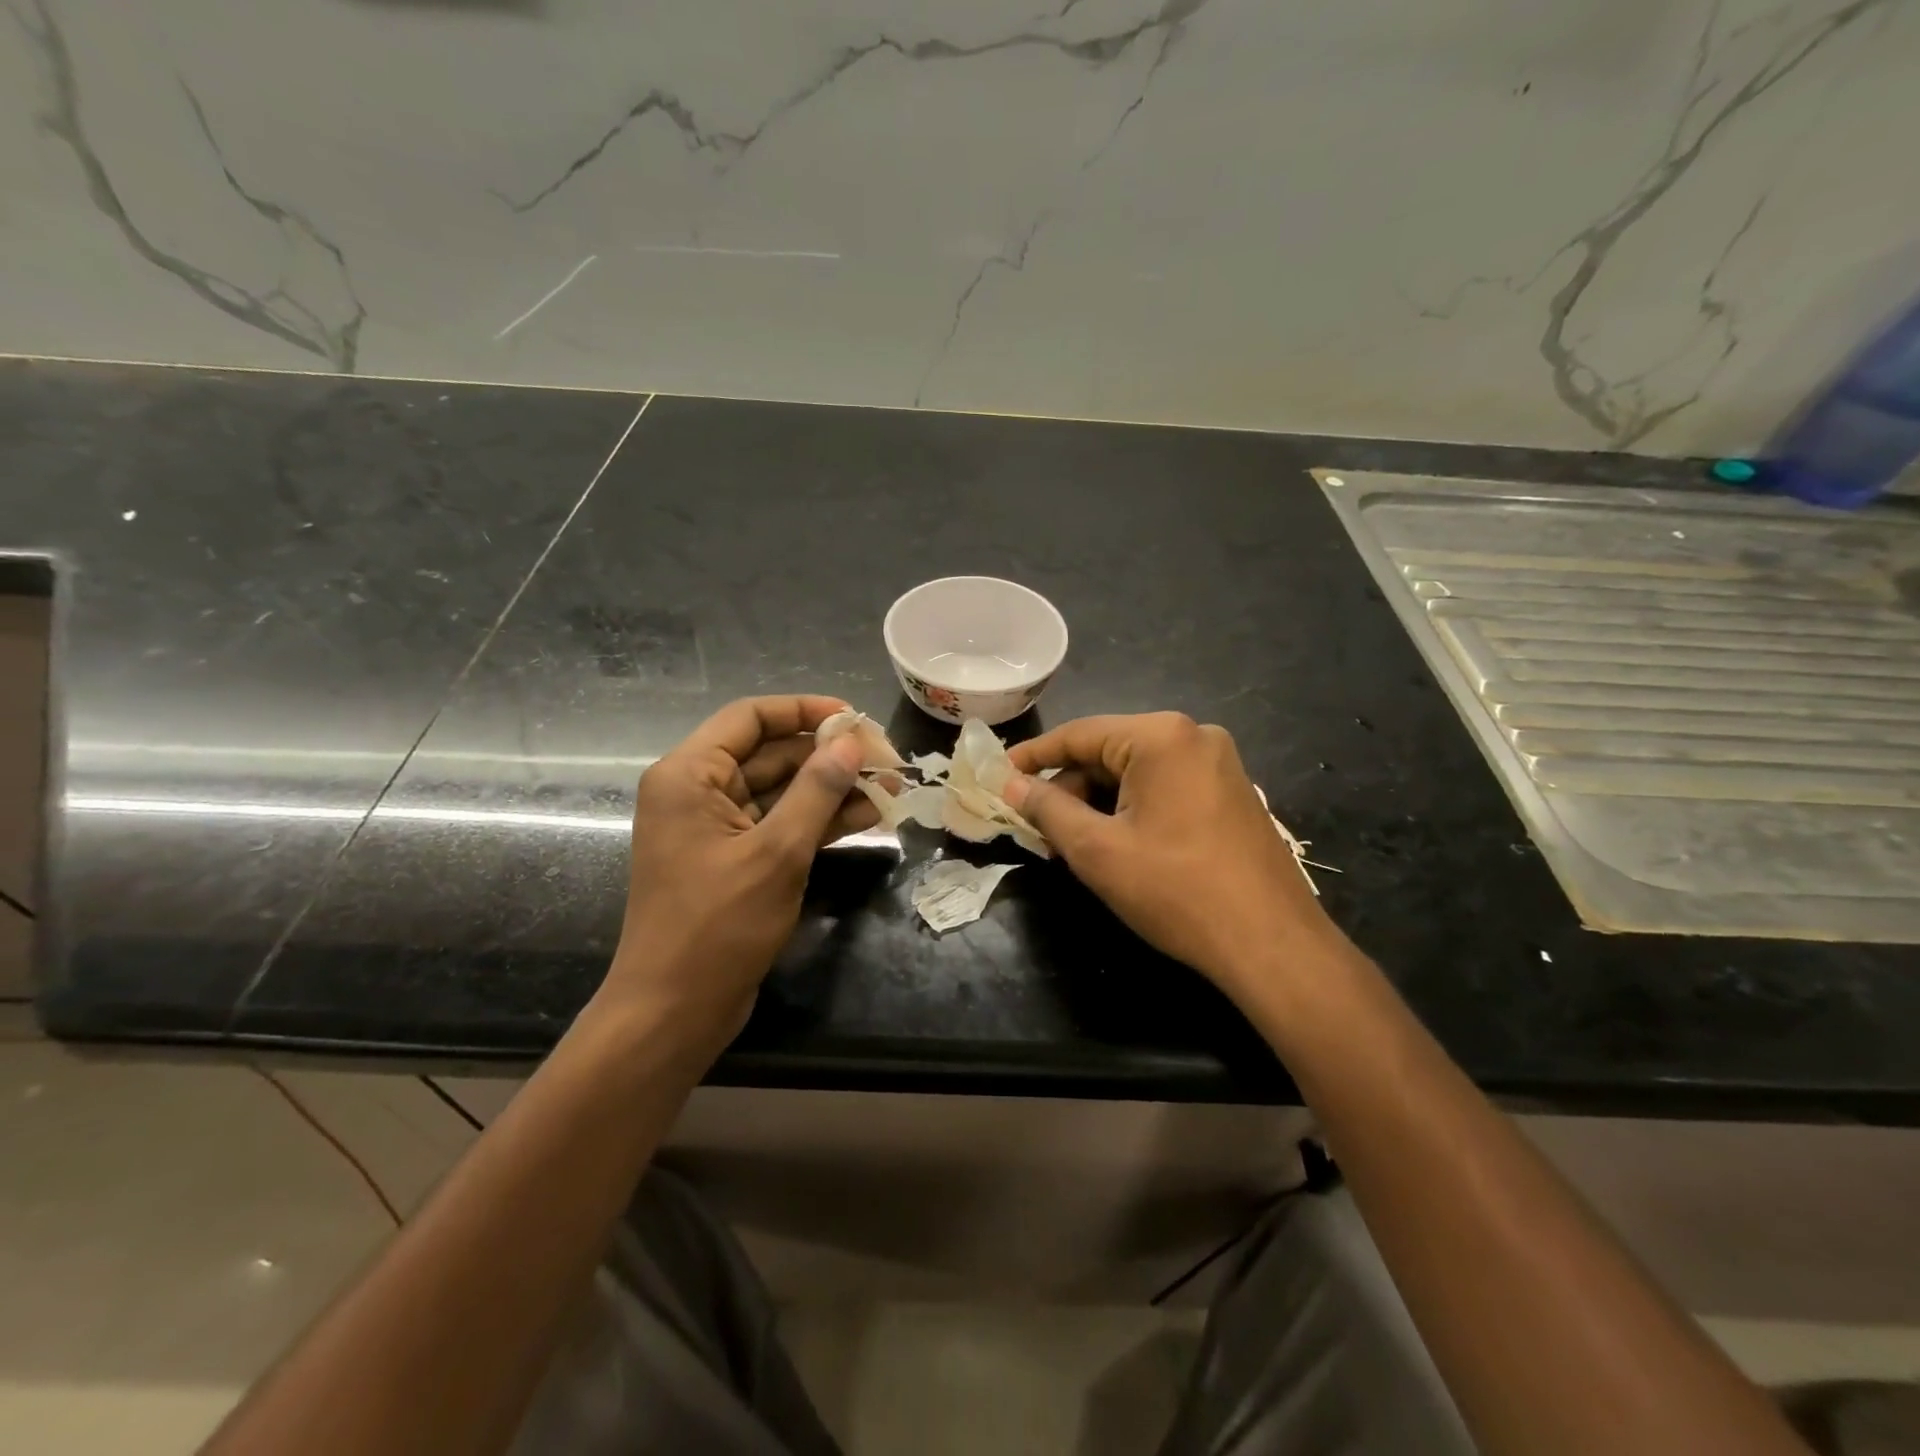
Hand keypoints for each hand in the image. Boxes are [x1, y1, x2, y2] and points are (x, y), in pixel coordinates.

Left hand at [601, 695, 872, 1059]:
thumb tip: (851, 743)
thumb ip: (817, 791)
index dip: (805, 711)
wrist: (674, 1012)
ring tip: (888, 789)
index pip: (751, 718)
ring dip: (831, 789)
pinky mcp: (733, 858)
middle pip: (770, 753)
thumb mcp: (777, 853)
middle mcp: (697, 791)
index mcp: (690, 775)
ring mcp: (716, 827)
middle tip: (885, 761)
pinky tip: (866, 817)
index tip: (855, 719)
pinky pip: (780, 823)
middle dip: (828, 756)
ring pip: (781, 791)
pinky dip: (818, 820)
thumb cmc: (717, 926)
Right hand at [1005, 713, 1351, 1010]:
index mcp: (1161, 736)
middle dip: (1069, 788)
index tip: (997, 775)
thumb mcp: (1096, 849)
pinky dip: (1131, 809)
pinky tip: (1114, 844)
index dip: (1033, 756)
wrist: (1271, 945)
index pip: (1078, 734)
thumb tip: (1011, 784)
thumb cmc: (1175, 891)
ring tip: (1071, 844)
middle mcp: (1194, 736)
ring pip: (1136, 773)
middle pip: (1109, 751)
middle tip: (1037, 828)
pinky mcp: (1231, 794)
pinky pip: (1165, 787)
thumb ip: (1047, 809)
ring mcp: (1219, 764)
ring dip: (1098, 803)